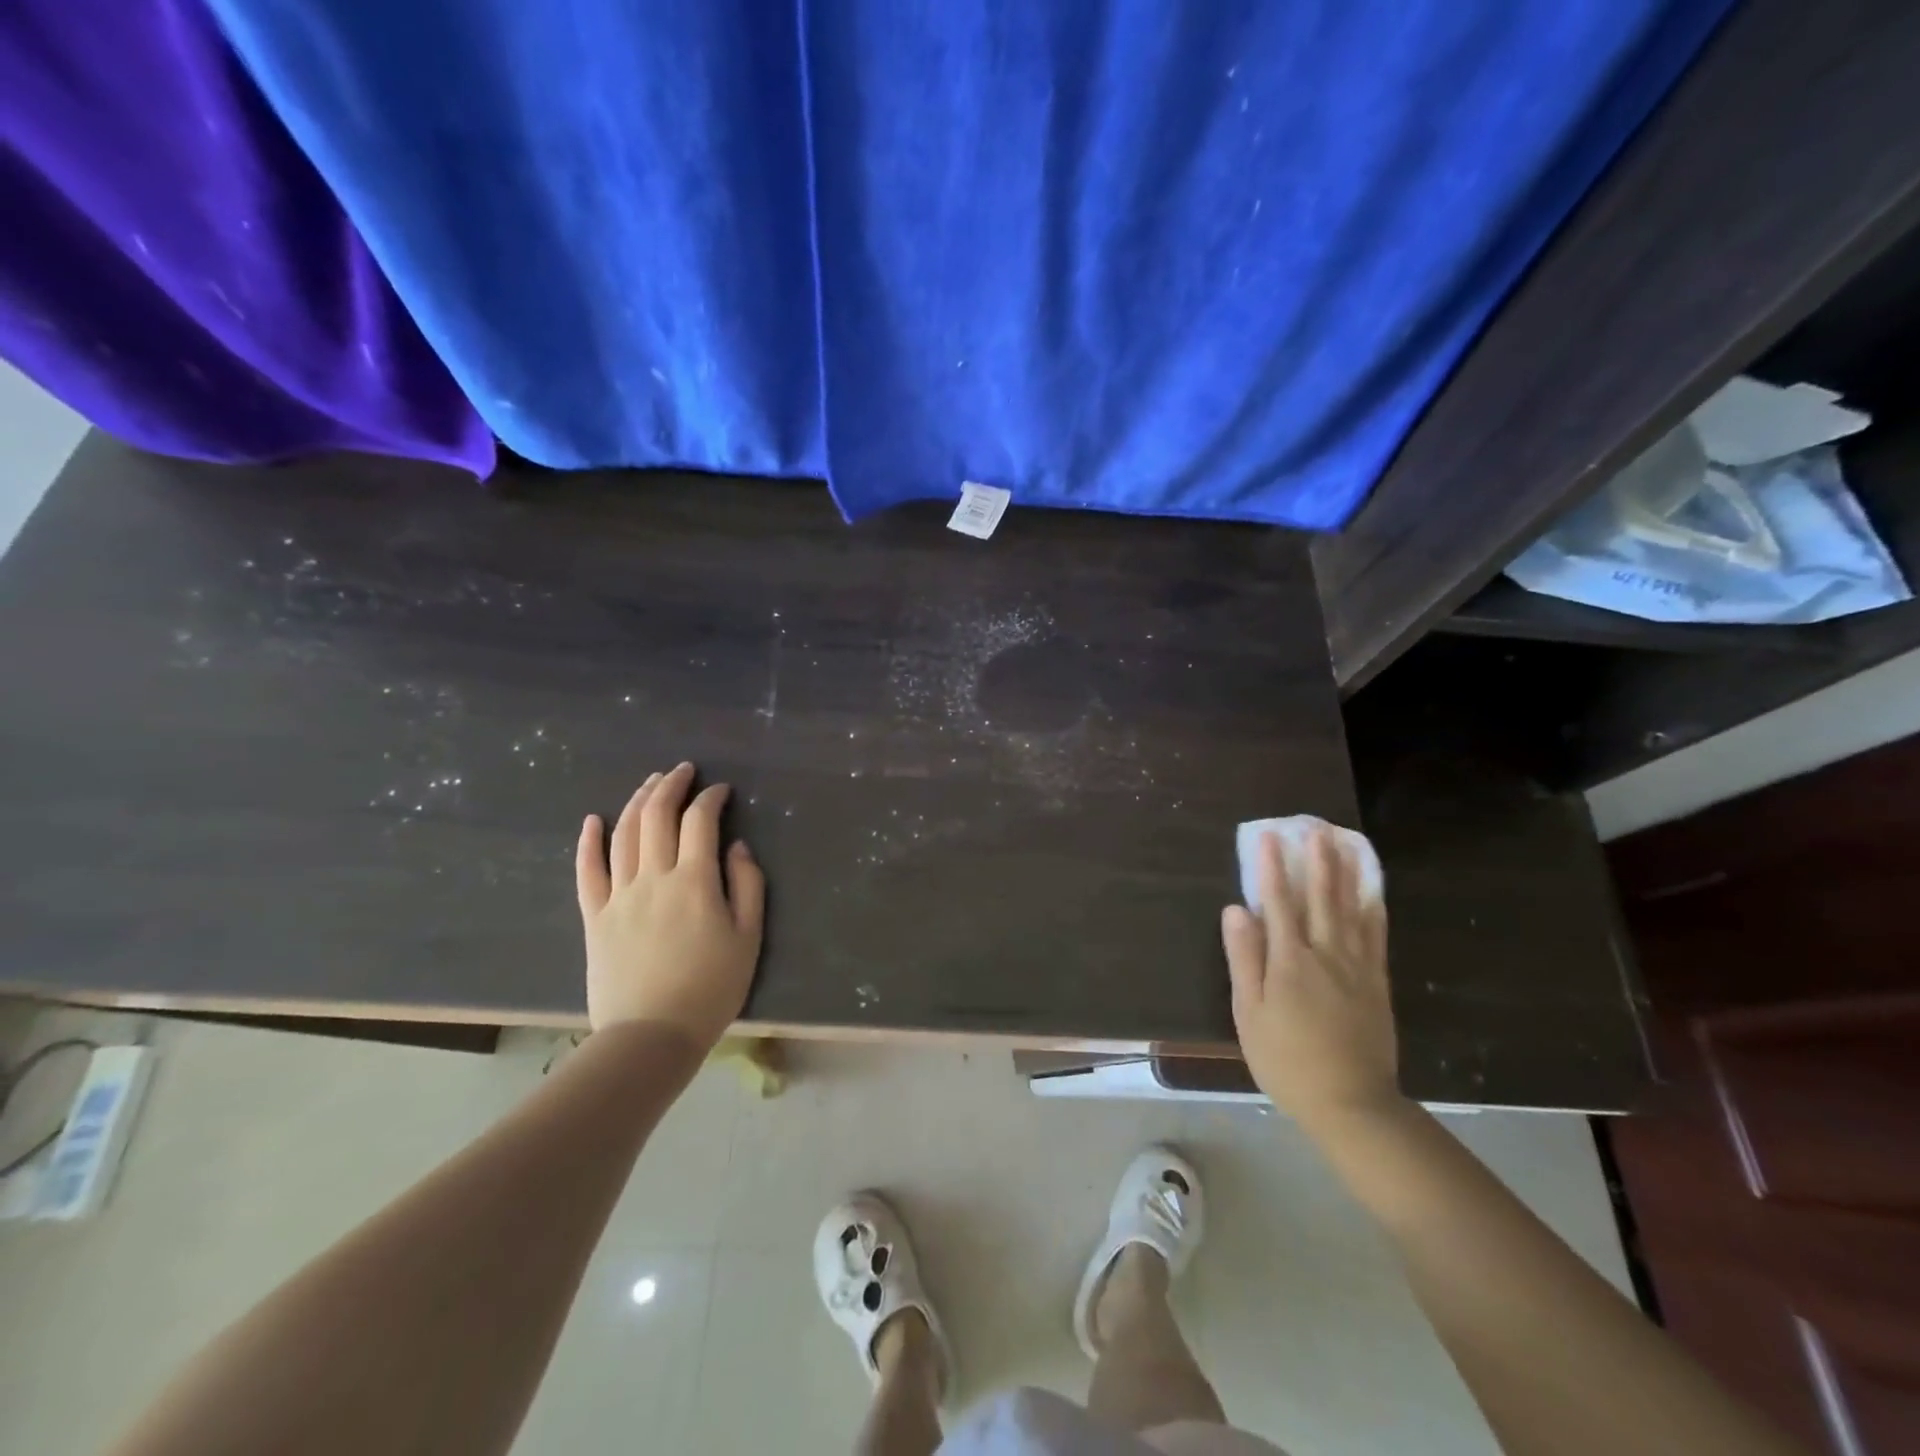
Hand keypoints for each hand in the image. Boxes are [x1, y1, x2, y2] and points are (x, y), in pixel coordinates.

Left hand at [575, 763, 765, 1047]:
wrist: (651, 1036)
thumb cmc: (710, 988)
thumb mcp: (748, 938)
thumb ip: (748, 886)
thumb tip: (737, 847)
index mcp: (695, 881)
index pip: (700, 821)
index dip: (711, 798)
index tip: (721, 790)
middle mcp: (653, 877)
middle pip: (656, 816)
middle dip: (670, 786)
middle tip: (683, 770)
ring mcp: (619, 895)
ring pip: (623, 834)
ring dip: (636, 801)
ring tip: (650, 783)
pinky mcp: (594, 917)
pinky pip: (587, 871)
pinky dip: (588, 841)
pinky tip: (593, 820)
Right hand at [1221, 827, 1399, 1129]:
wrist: (1350, 1102)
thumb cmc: (1286, 1060)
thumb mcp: (1250, 1013)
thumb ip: (1244, 958)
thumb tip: (1236, 910)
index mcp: (1289, 961)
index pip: (1277, 903)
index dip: (1271, 868)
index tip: (1268, 837)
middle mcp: (1325, 954)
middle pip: (1320, 898)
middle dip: (1315, 860)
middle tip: (1315, 827)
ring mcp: (1356, 967)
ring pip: (1350, 910)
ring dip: (1345, 874)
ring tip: (1344, 844)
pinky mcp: (1376, 983)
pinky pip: (1376, 937)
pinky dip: (1373, 909)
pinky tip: (1373, 892)